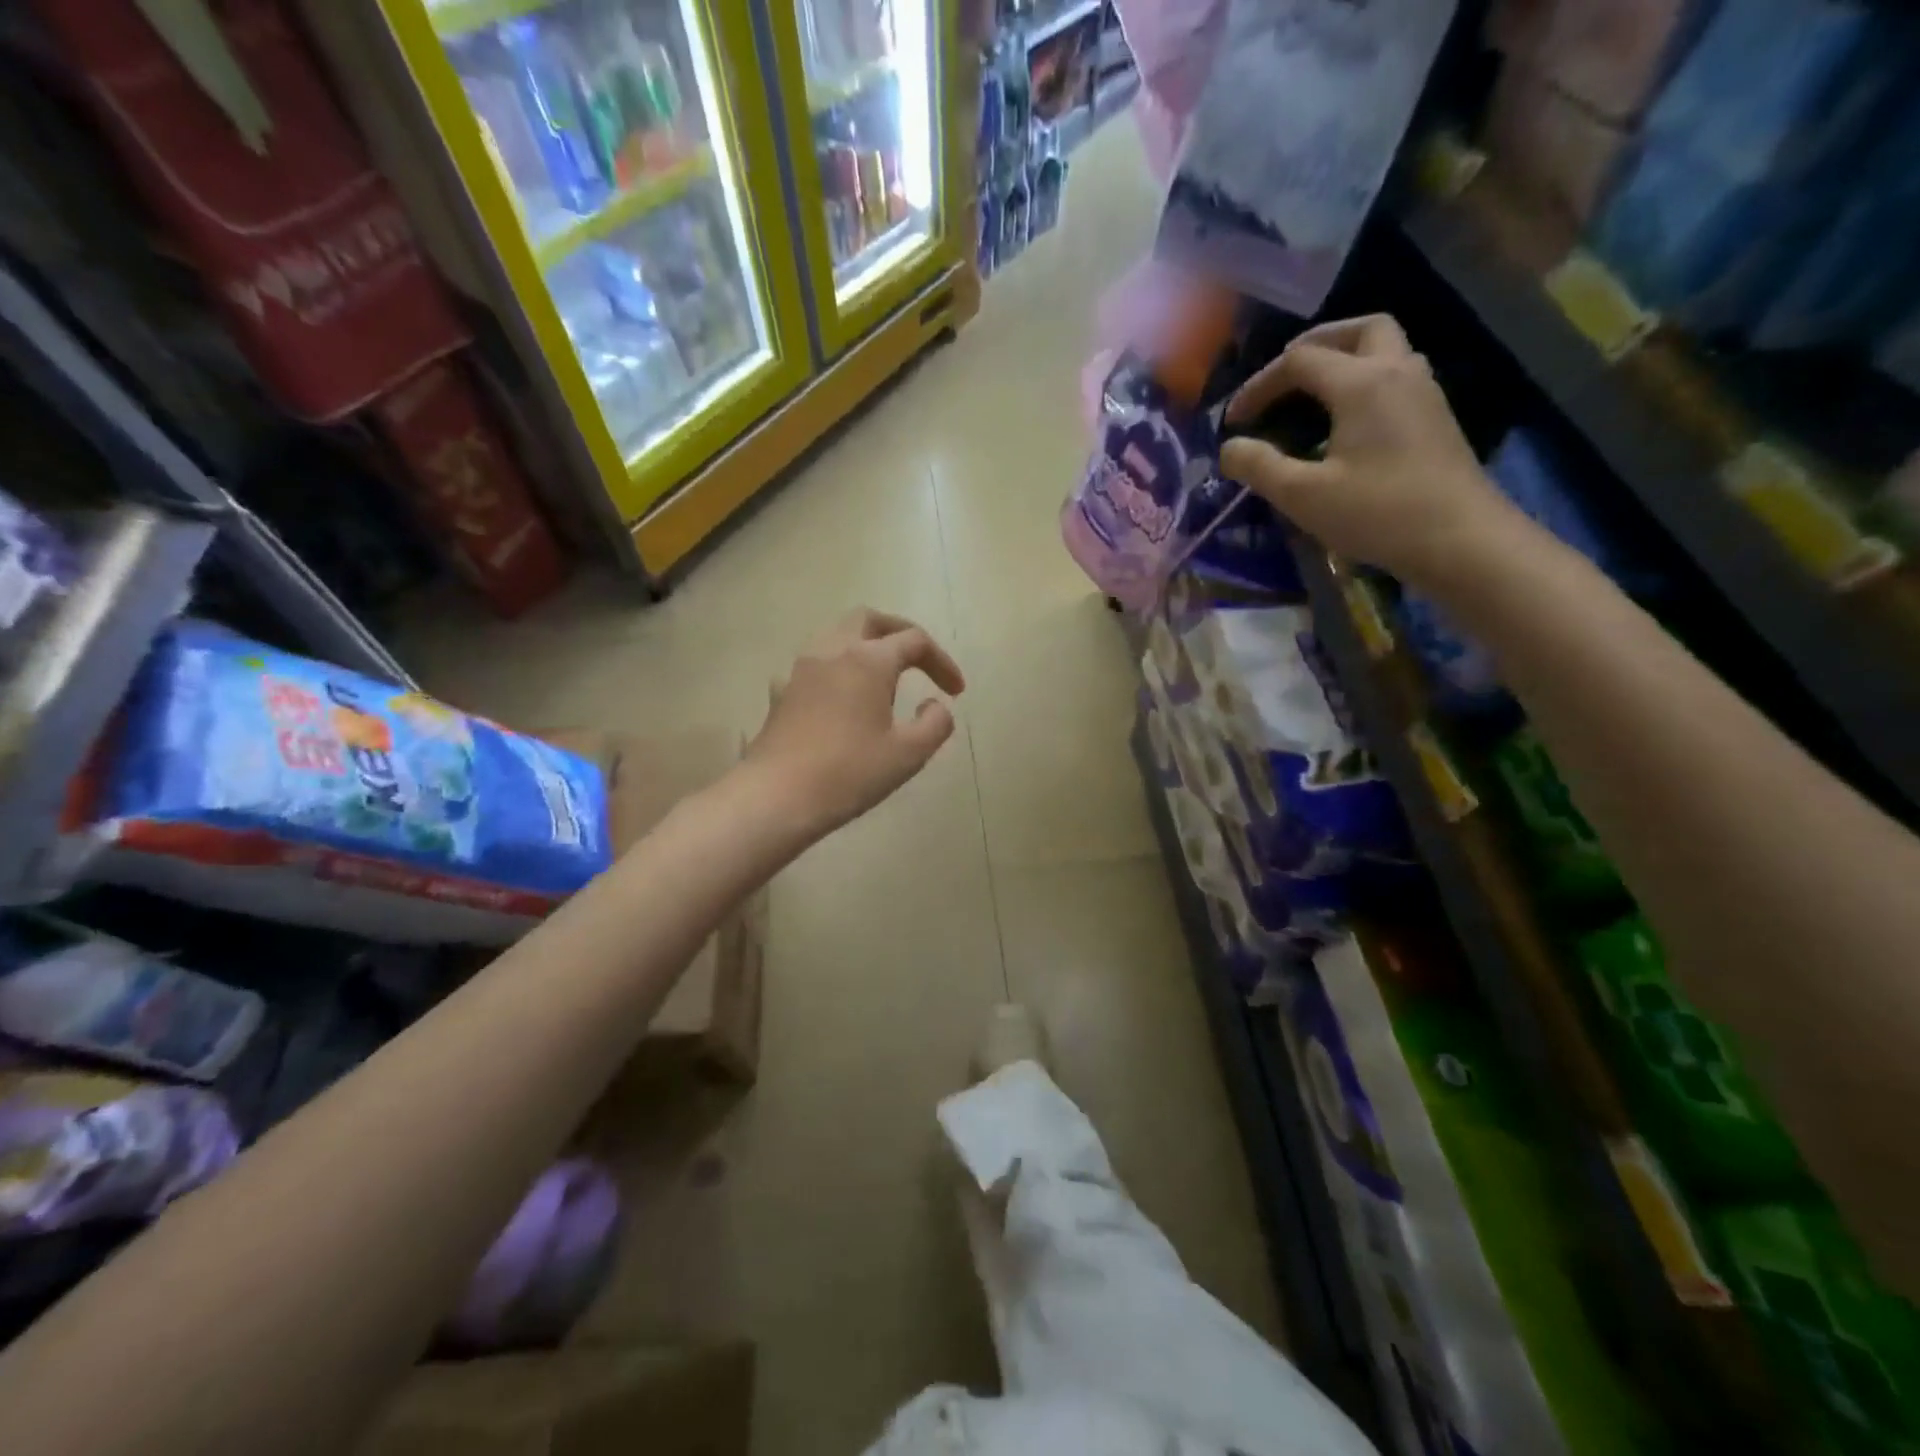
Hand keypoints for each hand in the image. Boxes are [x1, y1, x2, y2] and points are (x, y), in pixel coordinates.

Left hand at [746, 608, 965, 836]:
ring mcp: (800, 669)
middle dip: (899, 633)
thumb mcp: (908, 754)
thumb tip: (934, 705)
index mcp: (868, 660)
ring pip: (836, 635)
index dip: (942, 661)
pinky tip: (841, 699)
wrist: (776, 797)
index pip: (914, 641)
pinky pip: (815, 665)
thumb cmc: (849, 773)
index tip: (956, 692)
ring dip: (865, 647)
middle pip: (869, 620)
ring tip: (882, 679)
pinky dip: (837, 669)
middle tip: (918, 659)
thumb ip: (934, 724)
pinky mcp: (781, 692)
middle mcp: (832, 651)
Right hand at [1217, 315, 1535, 592]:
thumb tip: (1229, 448)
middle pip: (1356, 331)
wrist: (1461, 540)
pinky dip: (1362, 382)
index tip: (1233, 422)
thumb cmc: (1377, 514)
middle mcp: (1397, 371)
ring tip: (1310, 395)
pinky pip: (1394, 376)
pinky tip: (1344, 422)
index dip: (1258, 386)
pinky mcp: (1434, 417)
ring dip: (1343, 359)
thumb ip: (1259, 467)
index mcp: (1362, 383)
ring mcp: (1423, 392)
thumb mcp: (1303, 496)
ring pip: (1383, 349)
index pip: (1299, 361)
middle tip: (1282, 378)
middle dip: (1312, 346)